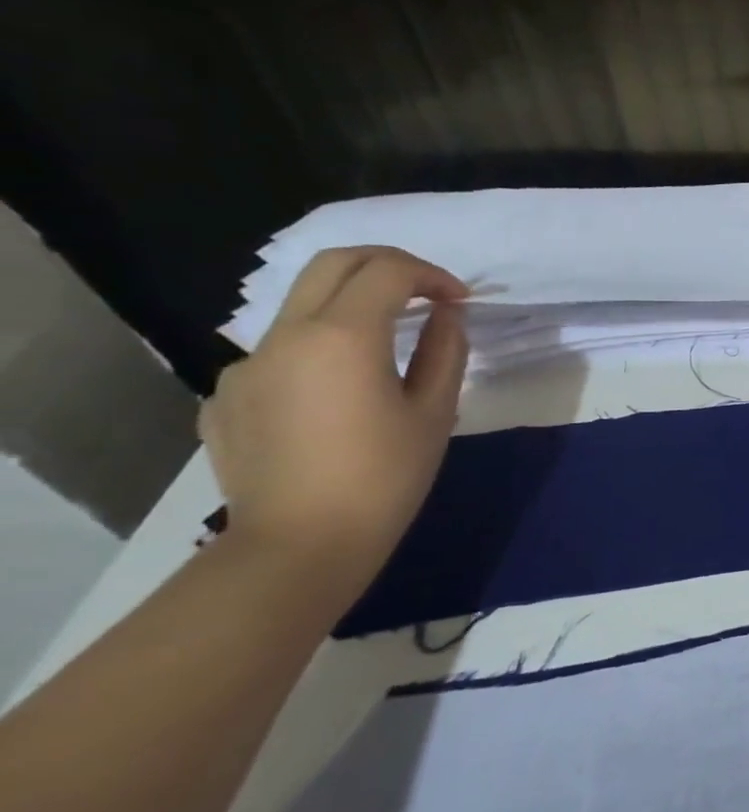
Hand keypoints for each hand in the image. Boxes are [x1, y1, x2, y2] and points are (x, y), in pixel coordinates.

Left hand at [200, 247, 468, 578]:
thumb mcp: (435, 412)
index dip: (432, 275)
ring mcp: (246, 366)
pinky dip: (318, 355)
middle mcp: (284, 336)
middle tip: (426, 292)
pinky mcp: (226, 397)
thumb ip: (445, 351)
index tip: (460, 300)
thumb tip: (447, 316)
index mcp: (342, 337)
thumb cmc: (385, 478)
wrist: (299, 547)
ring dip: (352, 311)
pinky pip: (279, 356)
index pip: (388, 271)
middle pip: (333, 264)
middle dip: (387, 265)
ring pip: (302, 309)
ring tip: (387, 353)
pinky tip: (337, 401)